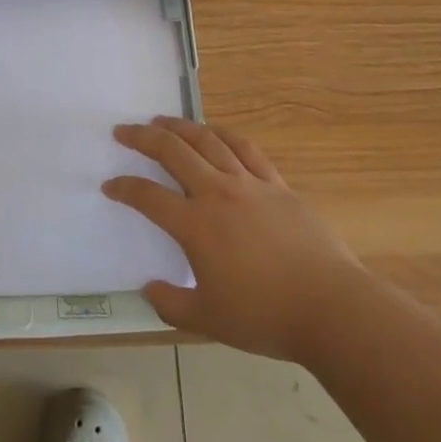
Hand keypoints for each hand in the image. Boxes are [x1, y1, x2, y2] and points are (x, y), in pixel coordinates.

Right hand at [104, 117, 356, 362]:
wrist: (330, 307)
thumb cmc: (265, 316)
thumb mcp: (208, 321)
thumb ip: (171, 304)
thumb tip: (148, 287)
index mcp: (195, 226)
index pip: (148, 197)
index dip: (125, 188)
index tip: (110, 184)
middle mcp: (217, 193)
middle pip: (173, 152)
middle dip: (143, 138)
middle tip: (123, 131)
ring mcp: (249, 184)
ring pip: (207, 141)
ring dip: (179, 127)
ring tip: (161, 121)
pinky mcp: (277, 184)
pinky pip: (245, 148)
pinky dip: (223, 134)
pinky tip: (213, 132)